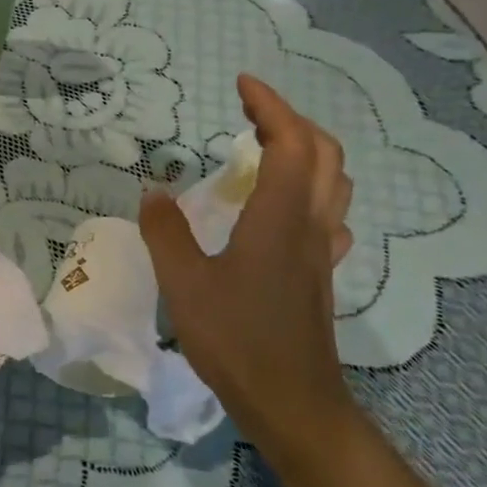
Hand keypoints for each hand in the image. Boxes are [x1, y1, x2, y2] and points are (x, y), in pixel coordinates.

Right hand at [140, 74, 358, 478]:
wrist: (291, 402)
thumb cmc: (236, 339)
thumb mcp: (185, 283)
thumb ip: (167, 232)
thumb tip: (153, 191)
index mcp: (280, 218)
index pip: (290, 142)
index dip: (270, 106)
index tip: (242, 84)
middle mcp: (311, 225)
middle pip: (323, 154)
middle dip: (291, 121)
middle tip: (249, 112)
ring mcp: (321, 251)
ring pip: (333, 183)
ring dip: (306, 151)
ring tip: (266, 147)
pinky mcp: (319, 273)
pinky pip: (328, 214)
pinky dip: (310, 189)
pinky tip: (286, 207)